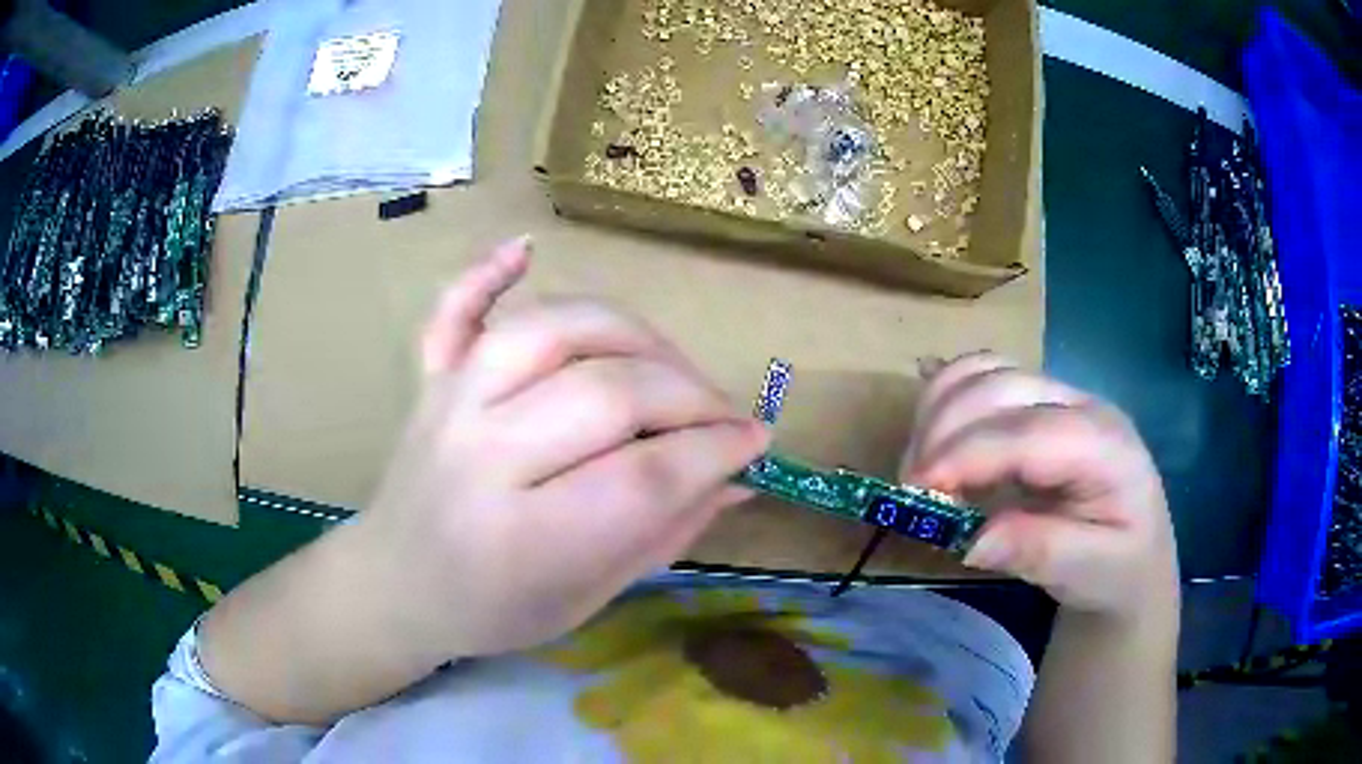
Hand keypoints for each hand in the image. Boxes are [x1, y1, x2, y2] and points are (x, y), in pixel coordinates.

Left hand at [357, 237, 768, 657]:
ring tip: (667, 365)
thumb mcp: (589, 597)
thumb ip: (666, 532)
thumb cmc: (495, 611)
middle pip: (607, 393)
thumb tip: (740, 476)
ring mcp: (450, 405)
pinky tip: (526, 248)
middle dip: (689, 396)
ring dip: (630, 334)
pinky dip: (487, 272)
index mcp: (525, 539)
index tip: (755, 443)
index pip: (643, 477)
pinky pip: (454, 309)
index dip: (715, 452)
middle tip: (722, 415)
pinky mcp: (431, 379)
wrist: (396, 587)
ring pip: (550, 330)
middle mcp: (482, 458)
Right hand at [902, 353, 1176, 618]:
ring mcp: (1057, 397)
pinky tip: (929, 432)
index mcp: (1106, 446)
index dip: (968, 452)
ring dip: (938, 408)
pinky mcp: (1033, 403)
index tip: (916, 489)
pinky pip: (981, 378)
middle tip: (910, 489)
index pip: (1029, 432)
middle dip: (944, 429)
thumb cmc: (1117, 567)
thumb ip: (1041, 553)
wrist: (1135, 554)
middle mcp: (1081, 405)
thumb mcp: (1091, 573)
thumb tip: (972, 541)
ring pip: (985, 370)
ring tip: (920, 468)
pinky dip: (945, 397)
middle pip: (1002, 386)